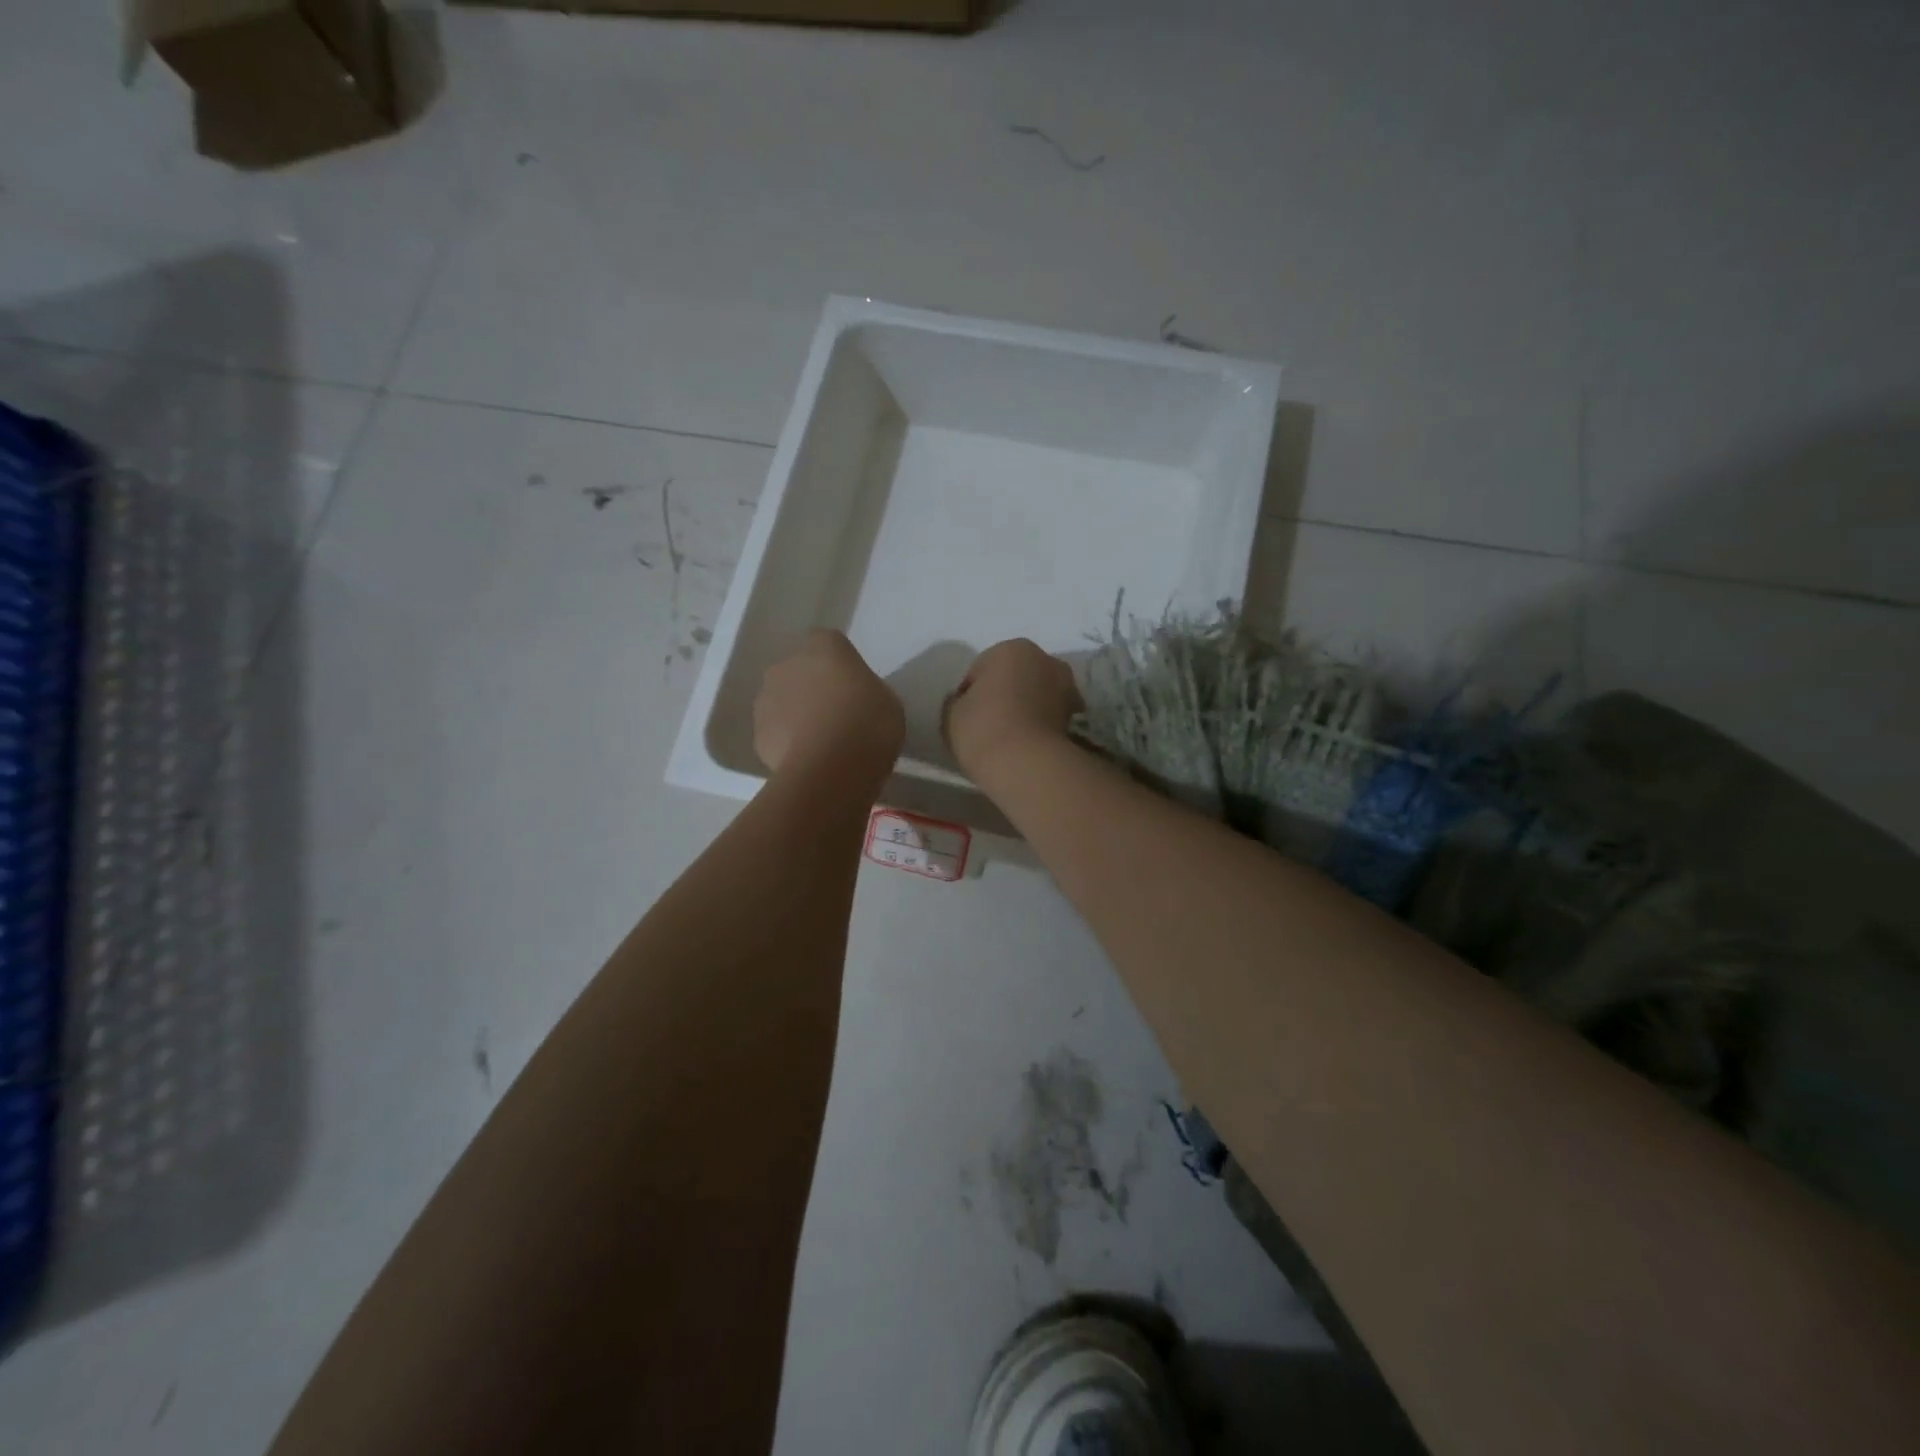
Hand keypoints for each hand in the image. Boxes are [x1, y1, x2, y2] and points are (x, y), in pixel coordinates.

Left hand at [753, 630, 904, 776]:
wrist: (830, 769)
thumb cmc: (868, 724)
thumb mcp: (887, 701)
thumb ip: (865, 691)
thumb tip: (854, 699)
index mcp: (824, 646)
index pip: (829, 644)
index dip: (840, 666)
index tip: (854, 688)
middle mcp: (788, 664)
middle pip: (800, 671)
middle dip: (813, 688)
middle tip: (838, 715)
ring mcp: (766, 699)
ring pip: (783, 701)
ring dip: (797, 714)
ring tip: (822, 743)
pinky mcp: (758, 734)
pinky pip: (777, 732)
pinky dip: (788, 742)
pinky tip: (809, 761)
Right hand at [942, 639, 1082, 782]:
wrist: (1027, 764)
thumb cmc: (983, 729)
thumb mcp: (951, 714)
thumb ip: (957, 701)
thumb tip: (965, 701)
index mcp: (1011, 648)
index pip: (980, 670)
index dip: (970, 694)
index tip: (966, 718)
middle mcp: (1045, 659)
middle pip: (1015, 677)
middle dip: (1005, 695)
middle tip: (989, 726)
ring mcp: (1067, 686)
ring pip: (1036, 695)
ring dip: (1027, 709)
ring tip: (1011, 738)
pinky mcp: (1079, 716)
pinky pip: (1050, 716)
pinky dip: (1042, 725)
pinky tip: (1028, 745)